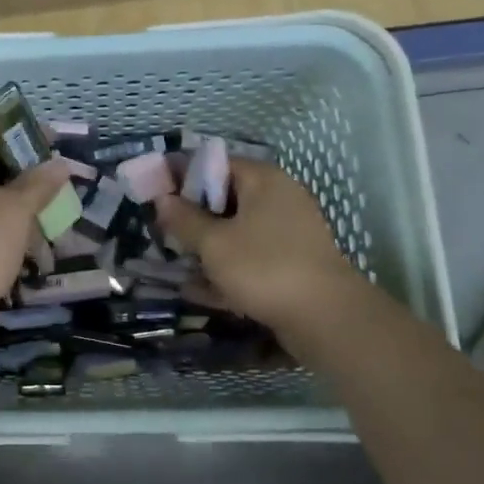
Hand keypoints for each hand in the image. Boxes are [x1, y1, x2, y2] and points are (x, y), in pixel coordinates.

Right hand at [155, 159, 366, 333]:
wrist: (327, 320)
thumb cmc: (264, 268)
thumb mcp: (213, 243)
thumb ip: (184, 219)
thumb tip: (162, 199)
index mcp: (263, 180)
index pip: (215, 164)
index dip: (182, 177)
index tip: (156, 195)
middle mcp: (279, 199)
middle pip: (226, 198)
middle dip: (193, 216)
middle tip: (163, 232)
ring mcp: (289, 233)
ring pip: (237, 231)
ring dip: (207, 246)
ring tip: (175, 263)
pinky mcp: (292, 264)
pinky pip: (251, 258)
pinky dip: (227, 269)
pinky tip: (198, 290)